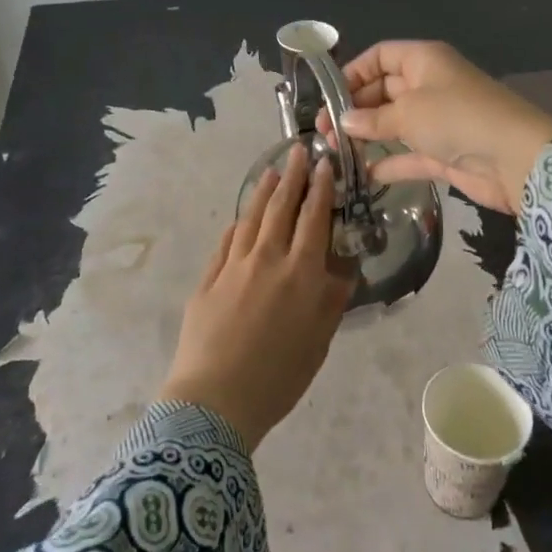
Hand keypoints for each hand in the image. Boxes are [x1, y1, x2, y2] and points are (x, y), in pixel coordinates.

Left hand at [157, 144, 355, 448]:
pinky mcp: (208, 279)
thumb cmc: (278, 377)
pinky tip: (240, 218)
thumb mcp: (318, 342)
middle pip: (280, 208)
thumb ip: (331, 301)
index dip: (321, 188)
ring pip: (250, 218)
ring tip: (271, 172)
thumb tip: (343, 269)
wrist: (215, 400)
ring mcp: (233, 266)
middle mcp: (267, 259)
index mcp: (300, 273)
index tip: (325, 164)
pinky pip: (226, 243)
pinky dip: (236, 225)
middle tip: (298, 151)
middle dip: (292, 177)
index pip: (314, 218)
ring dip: (263, 192)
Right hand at [317, 40, 551, 214]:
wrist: (516, 159)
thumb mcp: (409, 113)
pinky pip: (407, 154)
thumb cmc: (458, 118)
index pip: (381, 57)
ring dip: (366, 136)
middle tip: (323, 131)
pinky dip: (387, 162)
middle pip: (383, 91)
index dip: (353, 73)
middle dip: (353, 109)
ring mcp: (437, 121)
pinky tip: (362, 174)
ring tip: (334, 152)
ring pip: (393, 123)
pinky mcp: (443, 152)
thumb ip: (373, 119)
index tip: (329, 97)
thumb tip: (343, 122)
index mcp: (424, 61)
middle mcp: (429, 86)